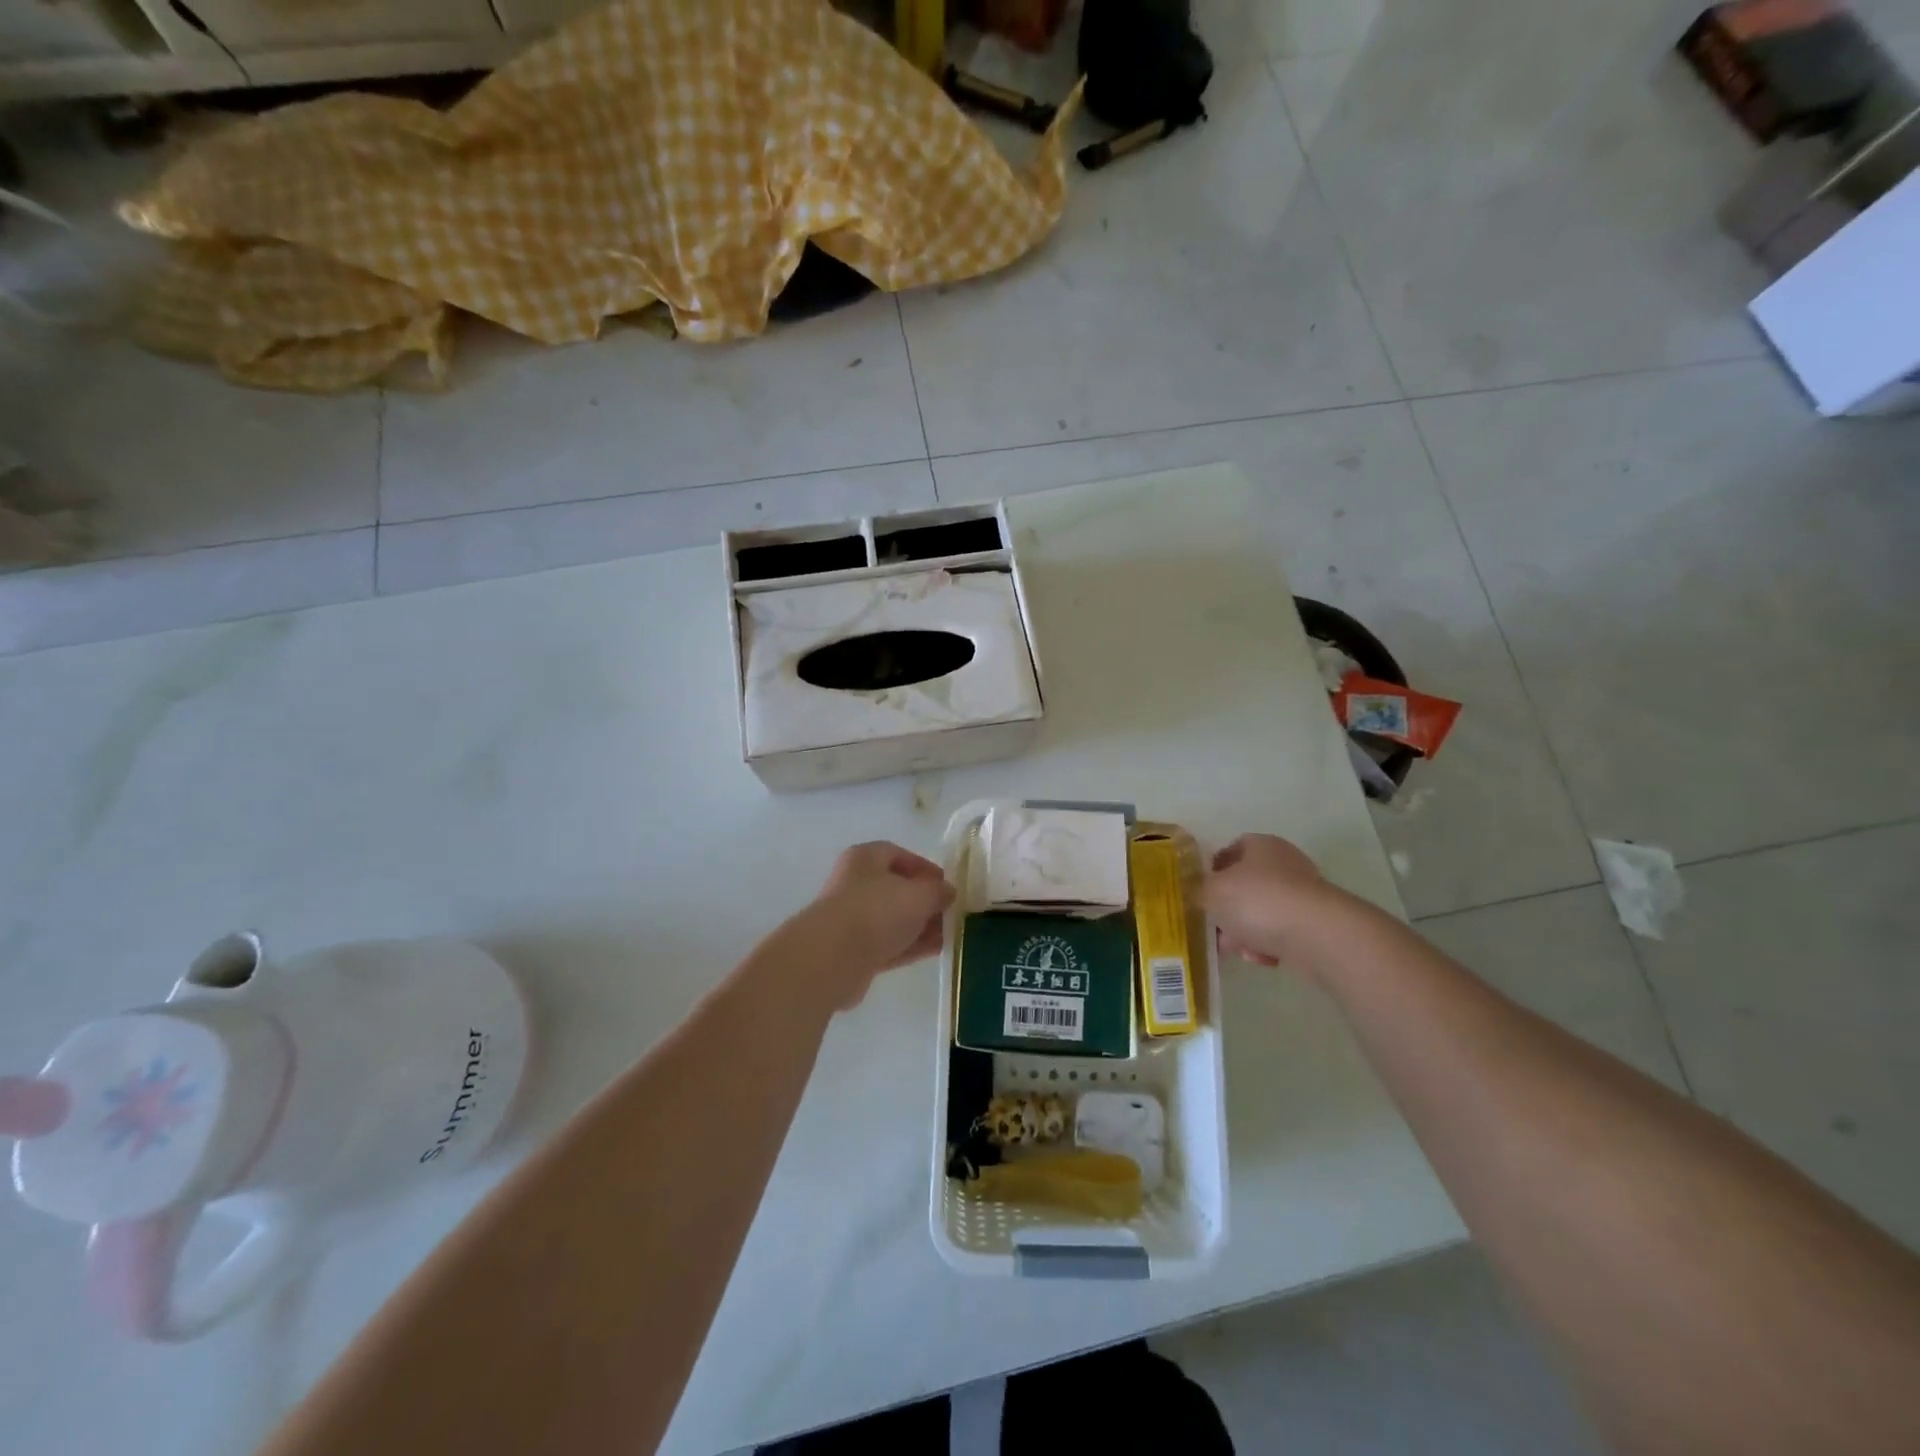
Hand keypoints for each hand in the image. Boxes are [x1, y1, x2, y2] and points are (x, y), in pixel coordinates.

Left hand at [793, 842, 955, 1005]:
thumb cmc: (877, 910)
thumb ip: (938, 891)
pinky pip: (889, 943)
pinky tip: (937, 950)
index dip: (925, 868)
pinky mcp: (854, 951)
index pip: (898, 855)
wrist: (833, 957)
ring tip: (951, 934)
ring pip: (894, 919)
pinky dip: (911, 945)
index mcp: (865, 859)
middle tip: (951, 912)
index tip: (947, 884)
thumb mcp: (919, 894)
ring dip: (921, 926)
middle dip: (926, 901)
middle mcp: (855, 884)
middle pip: (897, 889)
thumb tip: (947, 892)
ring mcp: (853, 919)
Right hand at [1201, 834, 1333, 966]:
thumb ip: (1197, 890)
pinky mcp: (1315, 924)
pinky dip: (1269, 945)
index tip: (1200, 892)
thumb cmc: (1257, 900)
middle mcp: (1285, 864)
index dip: (1212, 870)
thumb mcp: (1211, 892)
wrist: (1317, 935)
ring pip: (1262, 913)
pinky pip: (1282, 933)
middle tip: (1213, 927)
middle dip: (1228, 909)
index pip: (1231, 850)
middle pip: (1246, 885)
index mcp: (1260, 845)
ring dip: (1245, 932)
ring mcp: (1303, 895)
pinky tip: (1262, 958)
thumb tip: (1196, 893)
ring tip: (1236, 950)